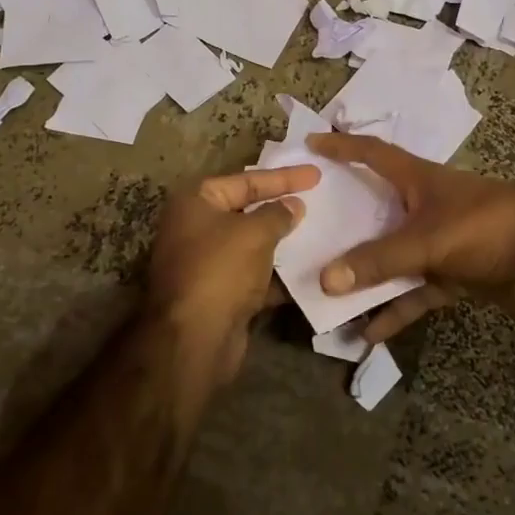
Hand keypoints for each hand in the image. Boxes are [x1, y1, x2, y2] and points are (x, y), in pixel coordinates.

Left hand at [148, 165, 319, 380]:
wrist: (195, 340)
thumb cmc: (221, 270)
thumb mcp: (255, 232)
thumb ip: (278, 214)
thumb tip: (294, 206)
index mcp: (196, 202)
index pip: (246, 180)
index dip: (283, 177)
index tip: (315, 174)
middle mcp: (196, 227)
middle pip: (247, 209)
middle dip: (281, 207)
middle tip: (317, 199)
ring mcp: (206, 262)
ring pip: (252, 244)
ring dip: (282, 241)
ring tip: (319, 233)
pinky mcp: (219, 293)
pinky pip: (254, 274)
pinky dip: (277, 272)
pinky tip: (308, 270)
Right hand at [306, 133, 514, 343]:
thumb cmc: (488, 226)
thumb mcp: (428, 240)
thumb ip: (380, 260)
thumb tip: (326, 278)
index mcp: (417, 181)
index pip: (372, 154)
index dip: (342, 148)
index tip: (310, 146)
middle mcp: (422, 207)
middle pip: (373, 212)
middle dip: (341, 223)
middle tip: (302, 234)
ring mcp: (437, 242)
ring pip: (390, 258)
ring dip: (364, 277)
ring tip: (325, 297)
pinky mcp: (452, 275)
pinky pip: (414, 292)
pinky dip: (395, 310)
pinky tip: (369, 334)